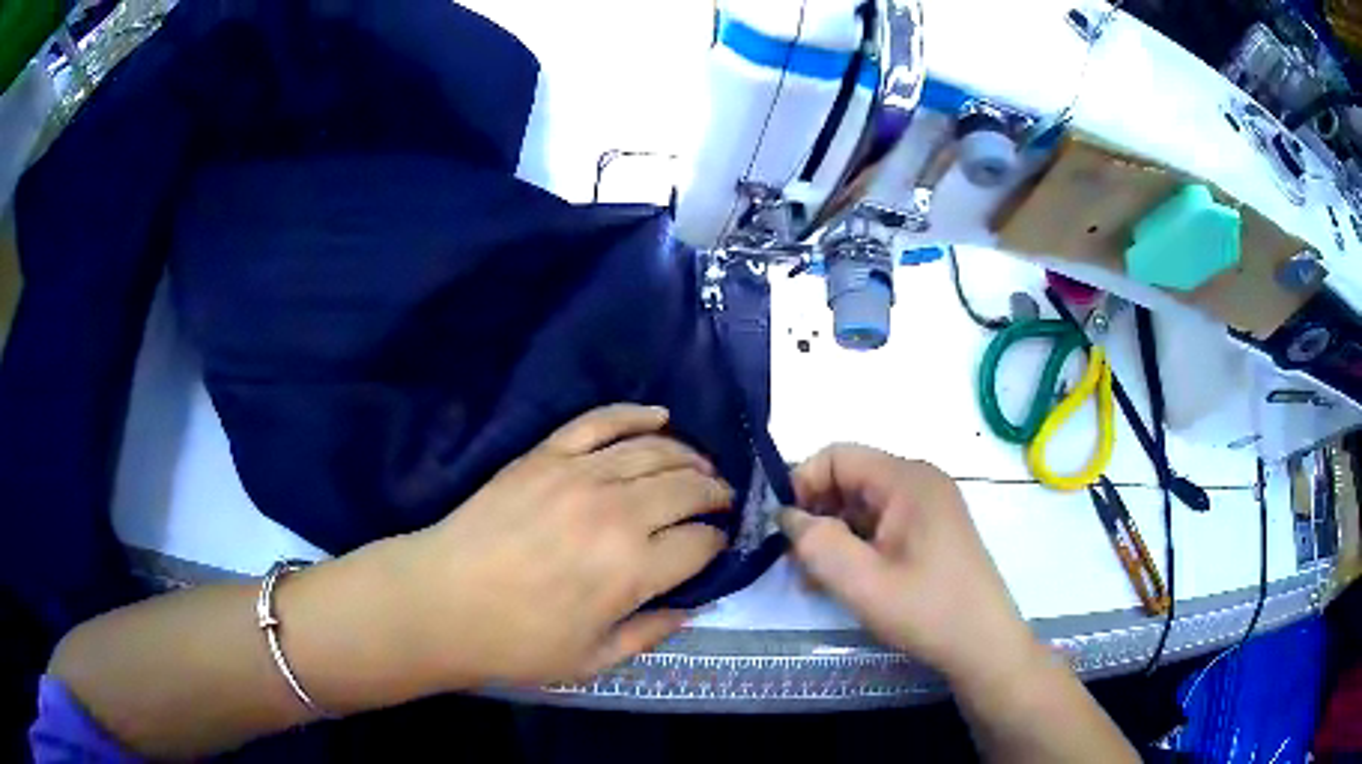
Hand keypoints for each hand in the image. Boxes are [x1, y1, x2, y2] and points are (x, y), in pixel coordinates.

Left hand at [394, 404, 731, 688]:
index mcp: (632, 570)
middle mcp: (616, 513)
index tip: (716, 547)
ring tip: (701, 467)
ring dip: (689, 456)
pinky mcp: (545, 455)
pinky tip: (661, 416)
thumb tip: (692, 606)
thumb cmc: (516, 643)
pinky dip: (636, 414)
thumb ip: (650, 633)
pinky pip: (601, 421)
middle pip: (688, 487)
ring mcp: (578, 475)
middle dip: (716, 493)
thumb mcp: (592, 660)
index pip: (701, 543)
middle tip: (722, 501)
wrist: (440, 601)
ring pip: (656, 450)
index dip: (717, 544)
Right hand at [779, 444, 1038, 689]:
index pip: (838, 455)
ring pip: (863, 505)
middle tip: (795, 561)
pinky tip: (843, 580)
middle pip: (850, 479)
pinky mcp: (931, 530)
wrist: (984, 643)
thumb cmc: (926, 610)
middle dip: (816, 515)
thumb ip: (816, 543)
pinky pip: (882, 524)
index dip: (802, 484)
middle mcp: (919, 481)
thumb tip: (787, 516)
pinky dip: (856, 546)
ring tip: (814, 578)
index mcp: (907, 479)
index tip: (784, 529)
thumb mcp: (862, 582)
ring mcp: (928, 506)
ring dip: (833, 535)